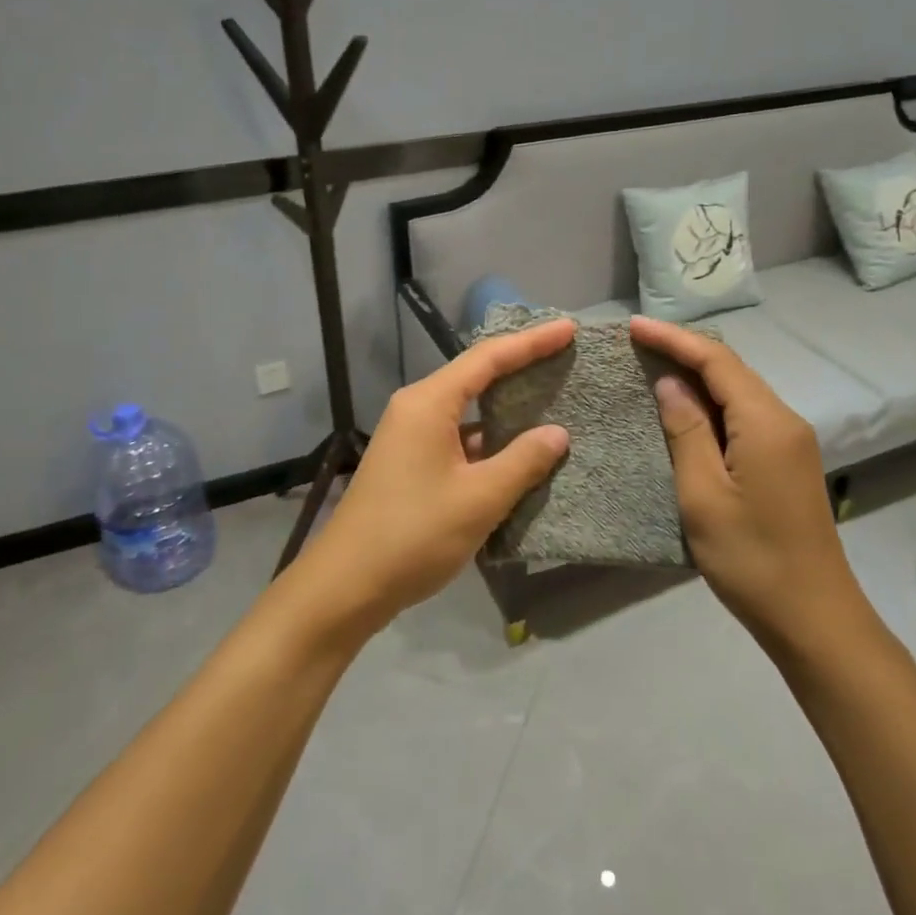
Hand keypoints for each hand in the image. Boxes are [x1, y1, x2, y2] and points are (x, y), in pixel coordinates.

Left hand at [297, 318, 574, 629]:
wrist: (347, 585)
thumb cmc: (414, 534)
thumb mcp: (479, 498)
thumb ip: (523, 461)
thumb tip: (557, 434)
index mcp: (428, 403)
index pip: (488, 358)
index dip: (531, 342)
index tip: (568, 329)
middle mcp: (416, 409)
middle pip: (475, 376)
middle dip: (520, 366)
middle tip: (564, 357)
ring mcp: (410, 437)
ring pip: (467, 410)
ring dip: (506, 406)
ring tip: (552, 400)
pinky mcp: (410, 463)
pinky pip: (458, 437)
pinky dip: (490, 439)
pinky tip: (519, 453)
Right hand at [629, 316, 861, 648]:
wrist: (813, 616)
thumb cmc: (751, 558)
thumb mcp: (703, 495)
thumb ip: (687, 431)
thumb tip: (671, 384)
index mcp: (766, 423)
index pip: (717, 361)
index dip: (674, 339)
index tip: (633, 326)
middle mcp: (784, 420)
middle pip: (732, 369)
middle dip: (685, 350)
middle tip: (638, 343)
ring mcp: (790, 441)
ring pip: (739, 390)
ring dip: (698, 375)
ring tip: (653, 366)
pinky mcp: (787, 461)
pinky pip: (745, 414)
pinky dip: (712, 402)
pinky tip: (686, 409)